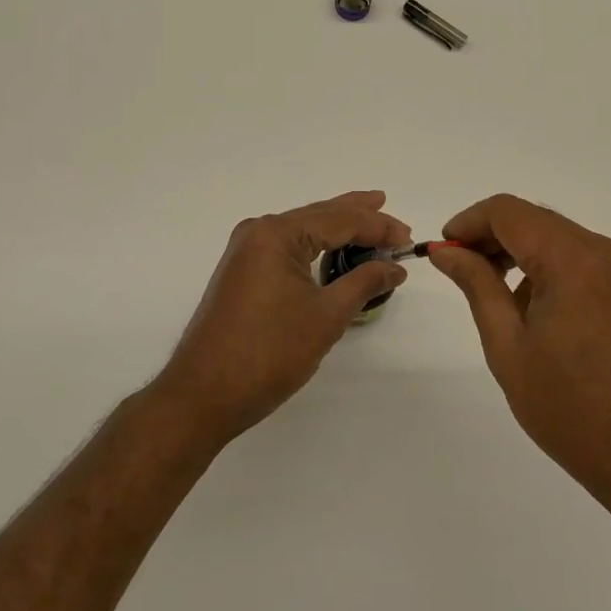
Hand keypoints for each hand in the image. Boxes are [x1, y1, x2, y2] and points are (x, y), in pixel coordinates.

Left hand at [155, 191, 410, 445]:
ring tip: (370, 222)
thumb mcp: (326, 317)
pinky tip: (334, 249)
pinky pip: (288, 247)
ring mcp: (246, 251)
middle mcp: (258, 232)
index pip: (339, 219)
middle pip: (320, 216)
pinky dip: (316, 246)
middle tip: (393, 217)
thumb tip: (394, 266)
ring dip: (338, 229)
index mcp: (276, 234)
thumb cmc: (268, 353)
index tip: (408, 238)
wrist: (202, 395)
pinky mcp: (242, 272)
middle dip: (359, 217)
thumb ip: (364, 283)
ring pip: (303, 230)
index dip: (377, 226)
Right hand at [430, 195, 610, 506]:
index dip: (468, 222)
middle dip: (489, 235)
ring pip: (552, 234)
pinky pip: (573, 256)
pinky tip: (526, 305)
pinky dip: (542, 264)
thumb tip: (446, 252)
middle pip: (531, 218)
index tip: (442, 250)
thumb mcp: (508, 346)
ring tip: (487, 288)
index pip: (507, 211)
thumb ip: (477, 286)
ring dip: (515, 249)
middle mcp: (598, 250)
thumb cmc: (569, 407)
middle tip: (458, 269)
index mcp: (570, 259)